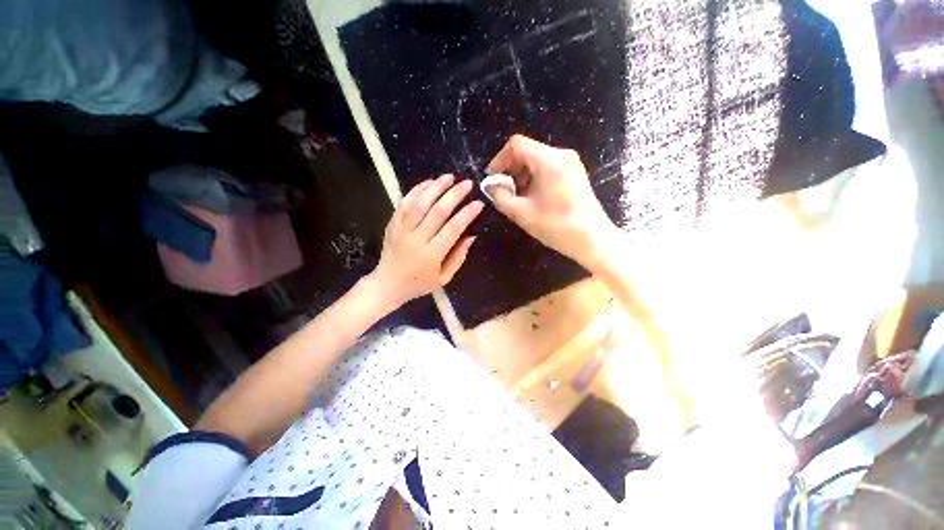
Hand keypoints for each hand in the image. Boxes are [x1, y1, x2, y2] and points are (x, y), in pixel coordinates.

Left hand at [370, 174, 483, 307]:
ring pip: (419, 203)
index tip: (479, 203)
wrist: (387, 284)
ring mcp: (402, 230)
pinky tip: (428, 182)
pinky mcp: (392, 224)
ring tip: (449, 177)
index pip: (453, 229)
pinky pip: (404, 203)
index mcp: (432, 255)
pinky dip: (417, 190)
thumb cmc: (419, 283)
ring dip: (435, 187)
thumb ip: (459, 257)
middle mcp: (417, 239)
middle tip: (467, 184)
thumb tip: (471, 235)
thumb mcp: (444, 278)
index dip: (467, 214)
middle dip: (454, 195)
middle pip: (437, 211)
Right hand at [486, 135, 618, 270]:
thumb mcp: (522, 213)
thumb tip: (490, 186)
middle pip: (527, 151)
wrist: (592, 239)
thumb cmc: (556, 226)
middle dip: (510, 169)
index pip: (517, 145)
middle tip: (502, 190)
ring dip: (521, 175)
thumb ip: (500, 196)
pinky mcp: (574, 173)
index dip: (499, 159)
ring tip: (516, 197)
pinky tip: (531, 197)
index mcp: (549, 160)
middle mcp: (561, 155)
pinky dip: (534, 178)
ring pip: (537, 160)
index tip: (492, 179)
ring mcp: (570, 163)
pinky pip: (548, 168)